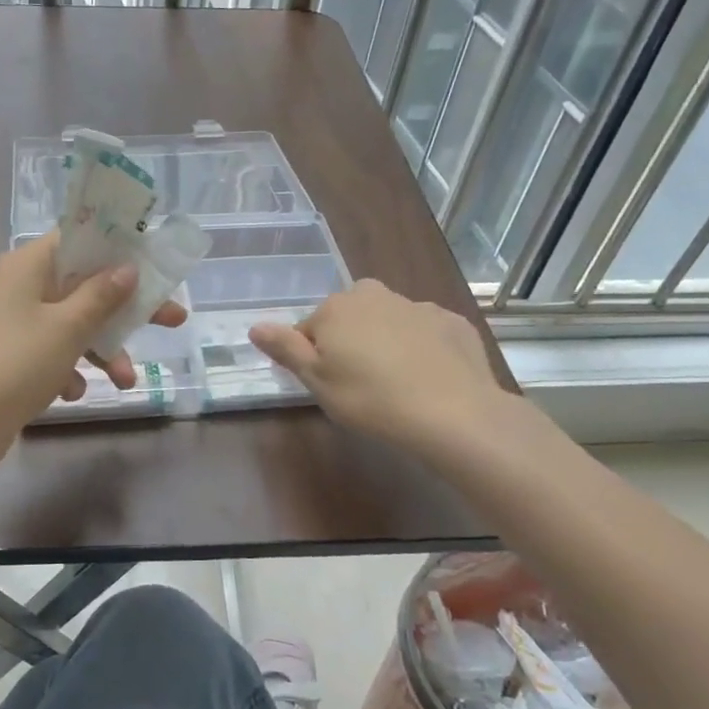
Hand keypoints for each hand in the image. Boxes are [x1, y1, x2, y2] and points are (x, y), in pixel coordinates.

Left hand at [0, 229, 185, 442]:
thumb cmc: (19, 361)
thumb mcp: (69, 326)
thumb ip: (102, 295)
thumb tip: (127, 269)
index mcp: (29, 264)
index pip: (79, 240)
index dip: (118, 250)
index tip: (151, 265)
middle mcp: (22, 286)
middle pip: (85, 286)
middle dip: (125, 310)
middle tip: (173, 319)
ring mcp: (18, 322)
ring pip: (74, 324)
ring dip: (103, 350)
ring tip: (126, 381)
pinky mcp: (17, 354)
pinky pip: (56, 351)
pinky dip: (70, 369)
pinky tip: (71, 392)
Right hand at [249, 280, 516, 458]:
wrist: (452, 412)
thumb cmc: (369, 399)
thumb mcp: (316, 380)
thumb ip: (285, 348)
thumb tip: (255, 326)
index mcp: (336, 308)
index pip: (309, 329)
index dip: (314, 358)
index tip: (328, 385)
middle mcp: (375, 295)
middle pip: (350, 318)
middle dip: (350, 341)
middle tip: (358, 383)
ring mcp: (418, 306)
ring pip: (389, 322)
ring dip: (386, 343)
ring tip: (396, 385)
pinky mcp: (453, 323)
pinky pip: (426, 333)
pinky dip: (422, 349)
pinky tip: (428, 380)